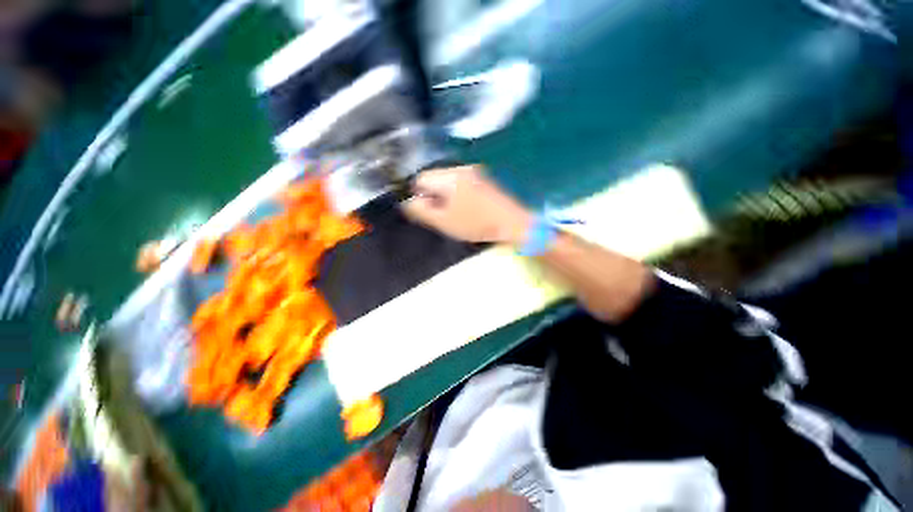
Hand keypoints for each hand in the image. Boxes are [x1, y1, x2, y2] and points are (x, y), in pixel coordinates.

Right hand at [402, 165, 532, 244]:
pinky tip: (468, 209)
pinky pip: (462, 184)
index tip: (428, 211)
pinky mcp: (484, 179)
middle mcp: (461, 169)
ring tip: (456, 214)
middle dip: (433, 195)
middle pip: (435, 178)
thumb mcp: (444, 221)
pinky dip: (459, 194)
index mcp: (450, 178)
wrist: (513, 223)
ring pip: (449, 181)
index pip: (421, 178)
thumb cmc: (476, 224)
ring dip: (446, 196)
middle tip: (442, 215)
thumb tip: (408, 202)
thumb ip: (422, 210)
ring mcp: (475, 172)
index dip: (419, 195)